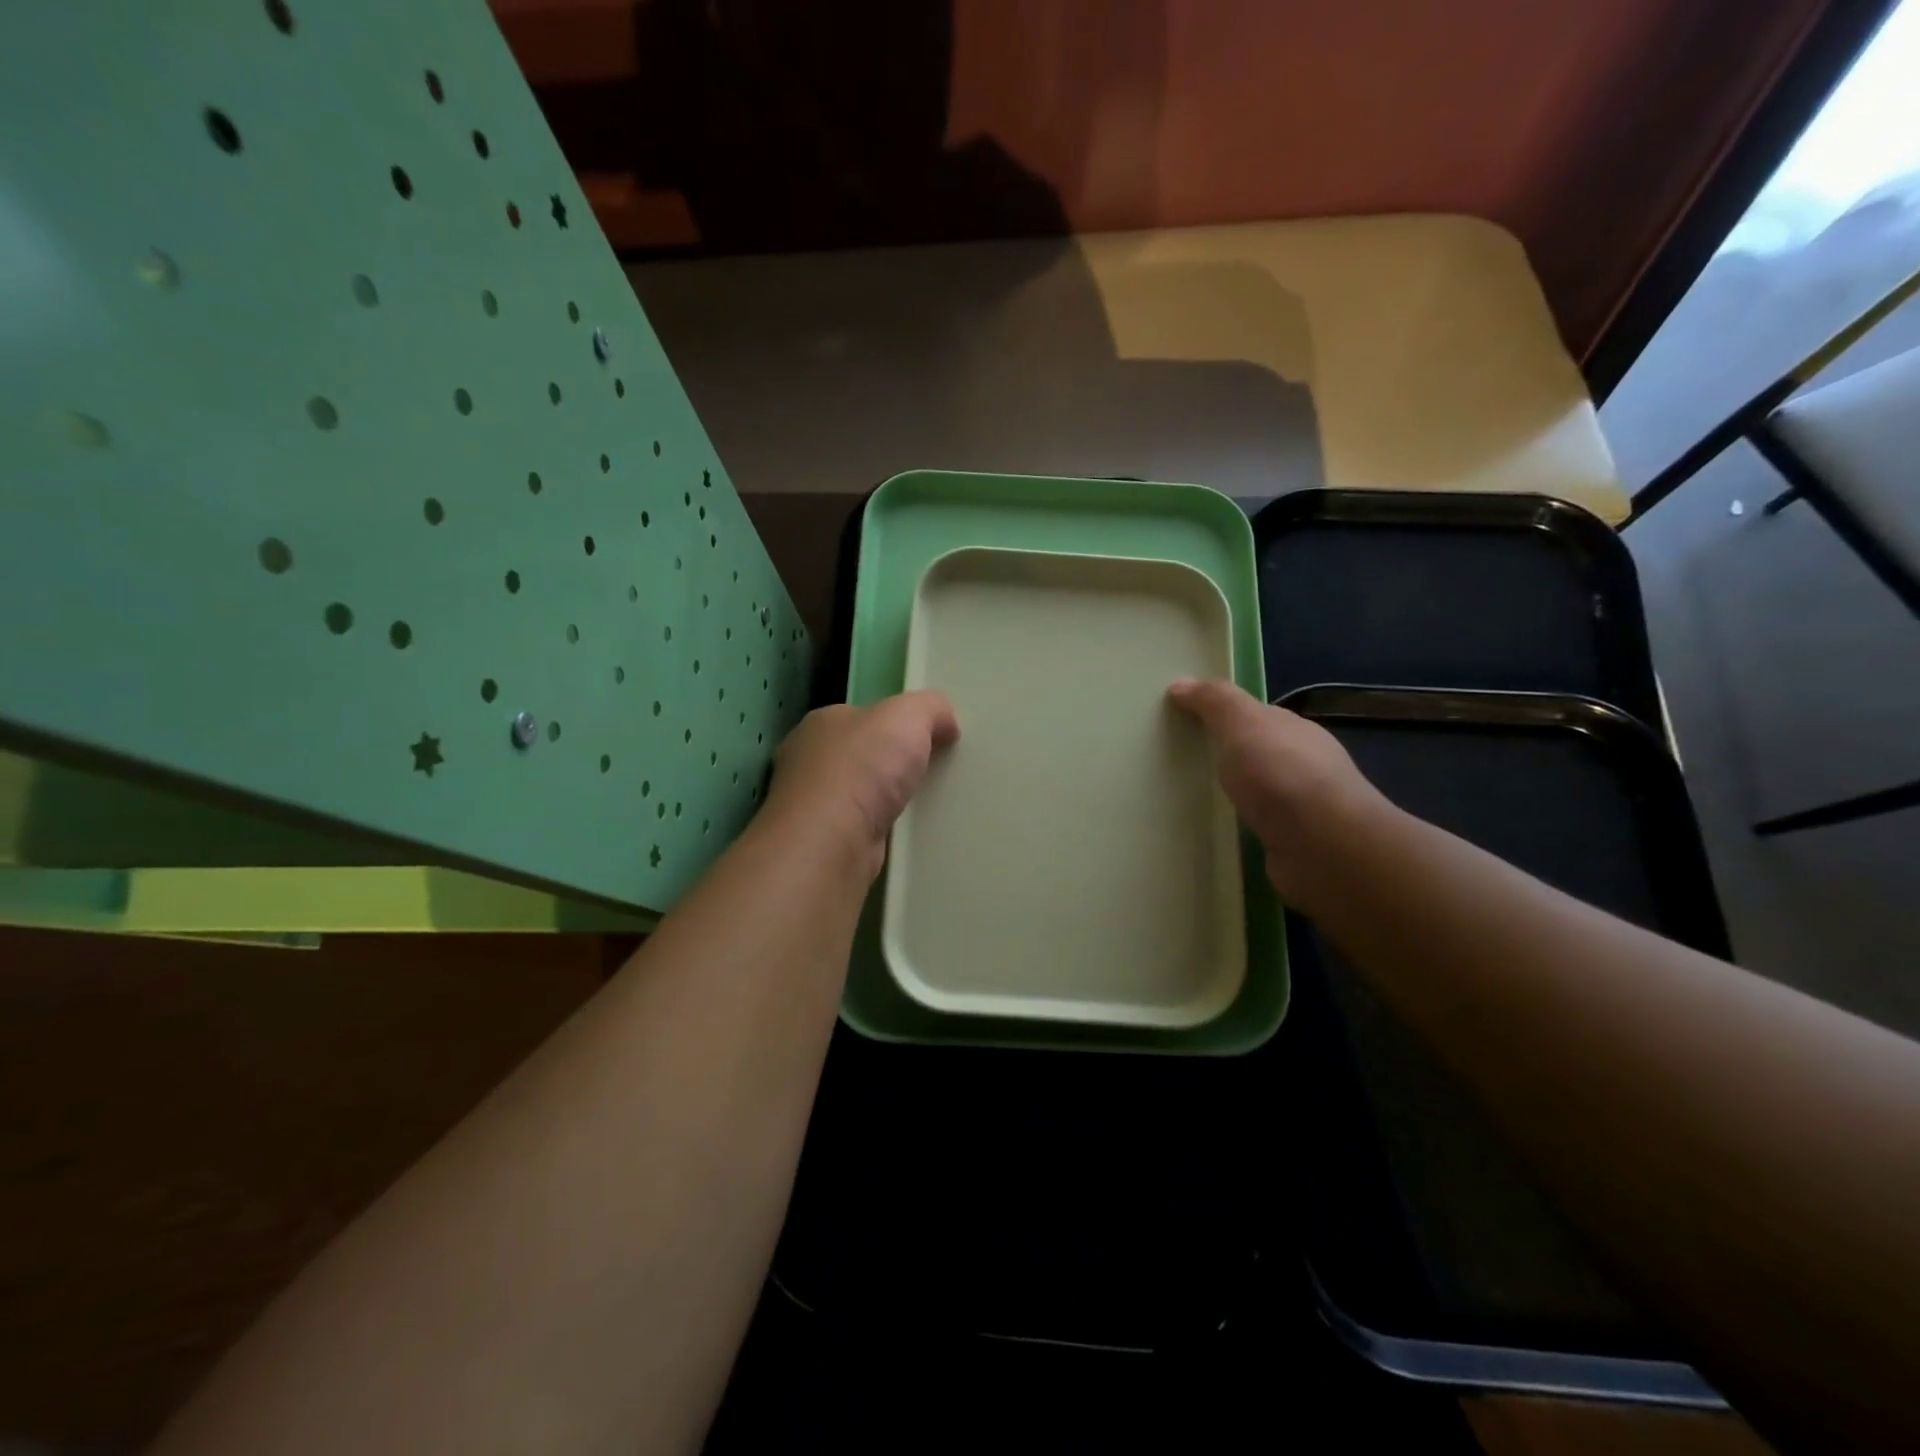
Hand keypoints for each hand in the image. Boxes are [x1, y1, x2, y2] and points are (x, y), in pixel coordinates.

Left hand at [760, 691, 960, 879]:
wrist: (831, 842)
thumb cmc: (863, 768)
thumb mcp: (908, 716)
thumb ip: (930, 708)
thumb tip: (946, 723)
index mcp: (821, 723)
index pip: (860, 717)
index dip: (893, 724)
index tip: (926, 738)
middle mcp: (807, 761)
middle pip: (859, 755)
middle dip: (889, 763)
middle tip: (929, 772)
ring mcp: (810, 805)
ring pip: (858, 794)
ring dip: (883, 799)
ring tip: (924, 805)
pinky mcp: (822, 842)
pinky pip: (859, 828)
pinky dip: (879, 829)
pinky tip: (904, 834)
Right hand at [1167, 678, 1389, 900]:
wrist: (1325, 848)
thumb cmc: (1281, 775)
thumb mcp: (1243, 723)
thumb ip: (1214, 701)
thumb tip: (1180, 683)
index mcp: (1293, 730)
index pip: (1255, 716)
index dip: (1222, 715)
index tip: (1182, 723)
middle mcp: (1301, 764)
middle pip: (1256, 753)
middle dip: (1225, 756)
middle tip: (1178, 763)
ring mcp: (1300, 808)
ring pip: (1257, 793)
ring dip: (1232, 795)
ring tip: (1188, 800)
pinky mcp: (1293, 844)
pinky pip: (1256, 827)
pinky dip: (1238, 826)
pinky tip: (1215, 832)